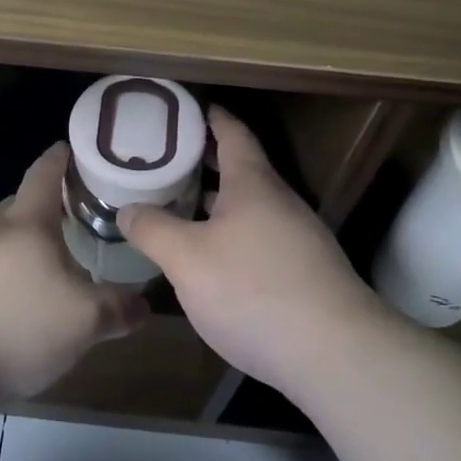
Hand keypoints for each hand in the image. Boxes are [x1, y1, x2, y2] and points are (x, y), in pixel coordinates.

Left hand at [0, 142, 148, 401]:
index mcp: (26, 224)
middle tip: (78, 216)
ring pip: (3, 243)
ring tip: (55, 266)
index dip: (61, 157)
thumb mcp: (83, 321)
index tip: (75, 148)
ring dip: (27, 247)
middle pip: (20, 206)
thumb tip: (143, 304)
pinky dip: (8, 278)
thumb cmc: (15, 325)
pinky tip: (22, 306)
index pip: (44, 173)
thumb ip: (118, 309)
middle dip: (47, 207)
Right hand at [118, 107, 385, 396]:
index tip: (187, 108)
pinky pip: (260, 237)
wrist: (333, 352)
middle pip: (241, 169)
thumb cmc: (253, 289)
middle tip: (165, 159)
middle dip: (205, 161)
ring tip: (180, 205)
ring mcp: (297, 238)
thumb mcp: (187, 259)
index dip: (210, 117)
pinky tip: (212, 258)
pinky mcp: (304, 272)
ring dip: (217, 201)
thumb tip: (127, 209)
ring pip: (250, 207)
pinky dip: (232, 233)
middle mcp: (279, 202)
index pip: (232, 133)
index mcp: (252, 183)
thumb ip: (153, 230)